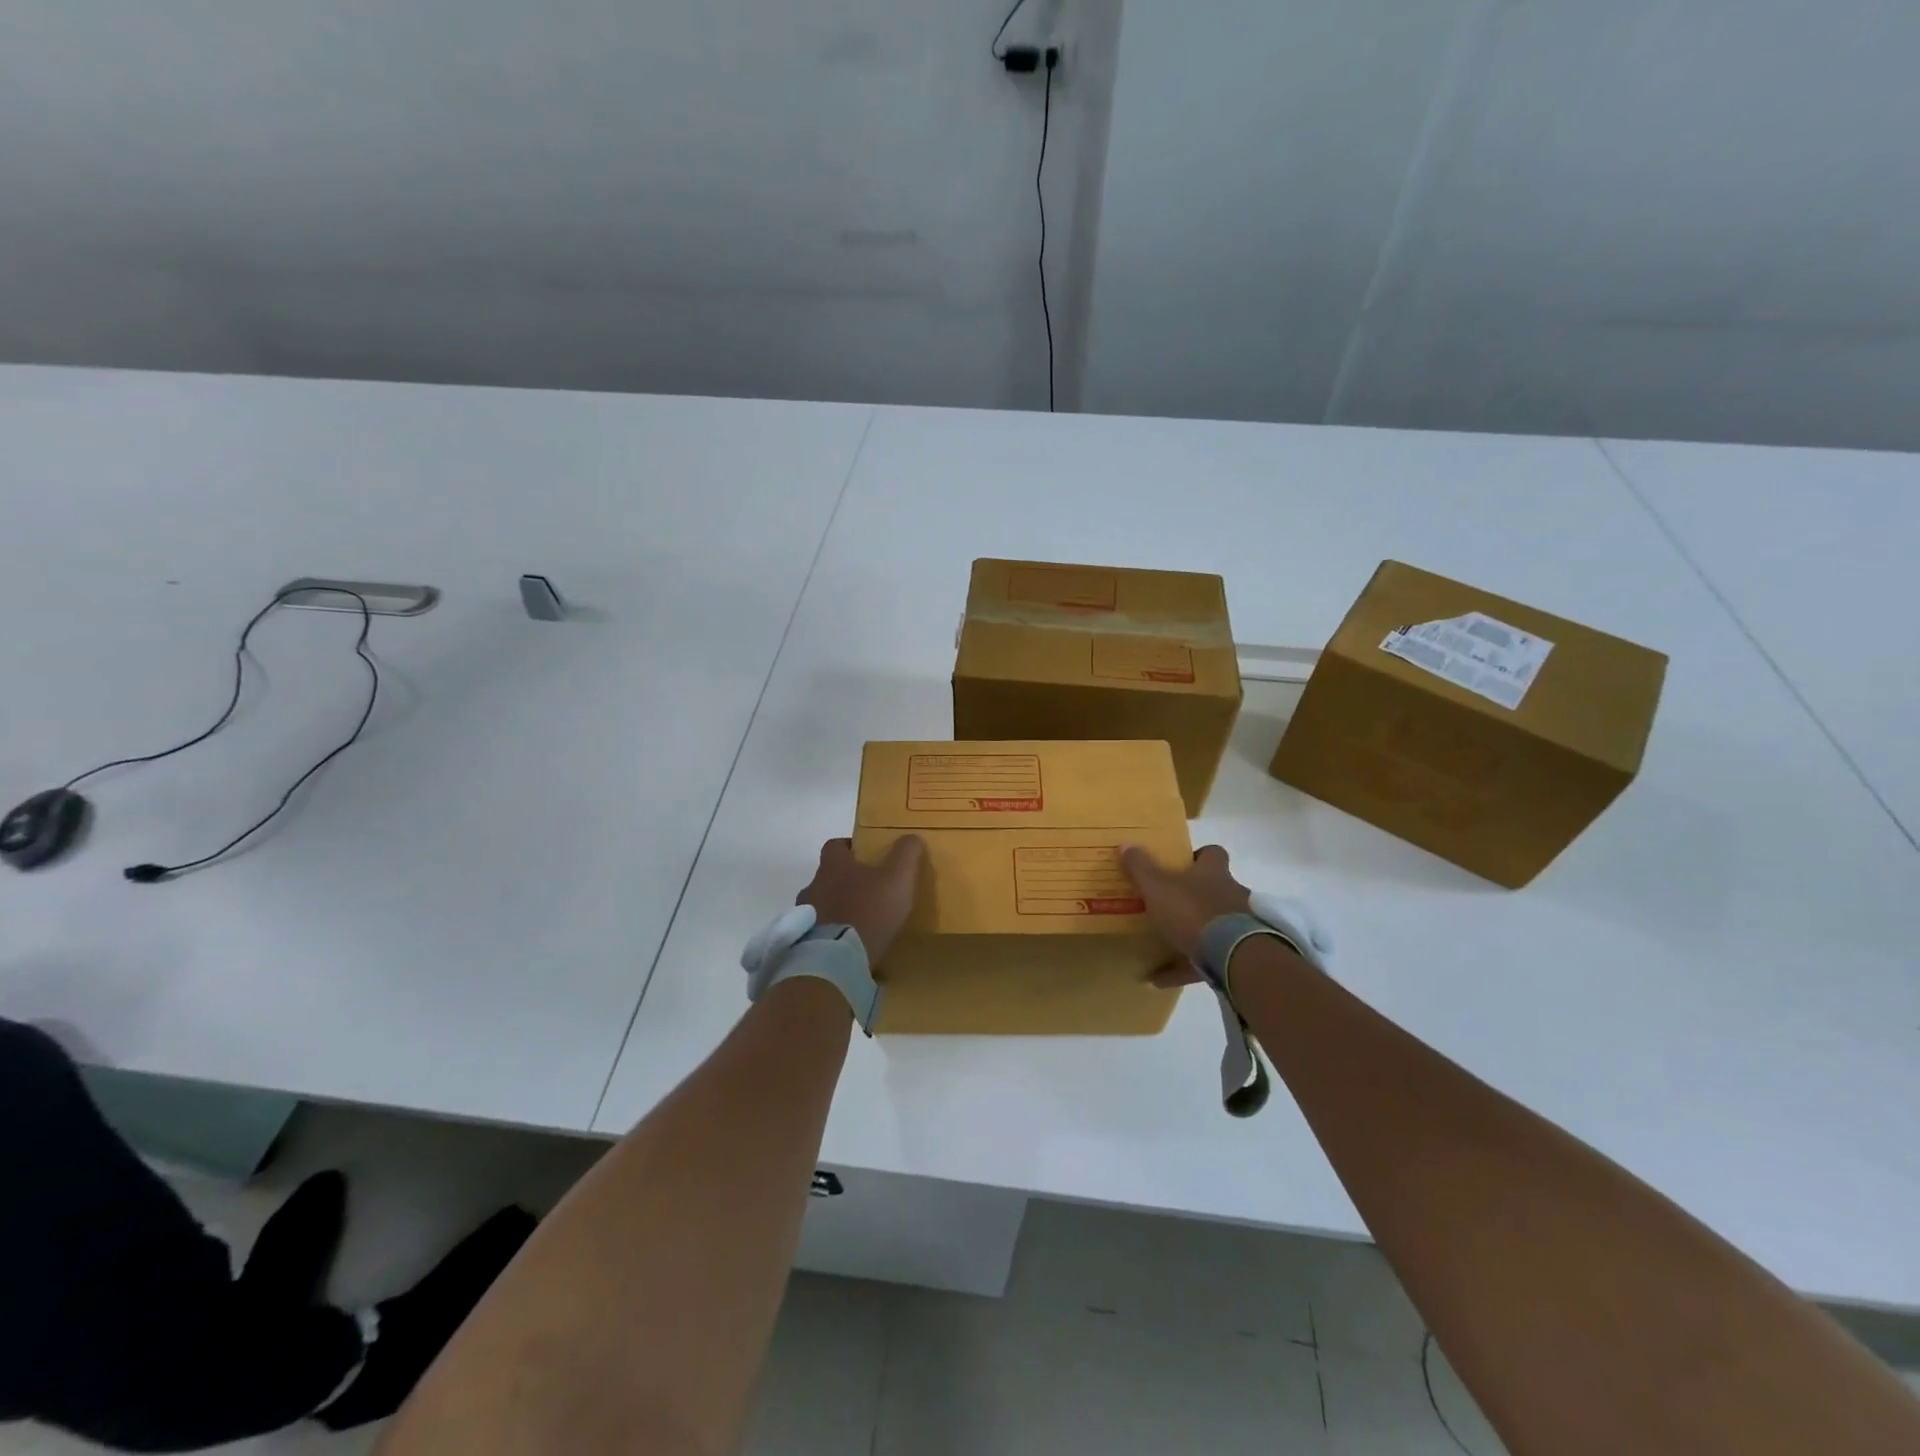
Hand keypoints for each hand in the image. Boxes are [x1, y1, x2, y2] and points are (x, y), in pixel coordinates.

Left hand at [797, 836, 925, 965]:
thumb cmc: (869, 910)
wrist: (838, 958)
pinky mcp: (804, 940)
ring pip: (821, 904)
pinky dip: (830, 932)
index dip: (849, 847)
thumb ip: (906, 854)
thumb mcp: (898, 878)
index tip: (865, 855)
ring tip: (858, 921)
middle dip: (844, 880)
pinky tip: (848, 943)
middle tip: (867, 890)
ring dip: (835, 908)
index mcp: (834, 866)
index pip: (834, 846)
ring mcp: (806, 914)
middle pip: (827, 876)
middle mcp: (814, 885)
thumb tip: (912, 837)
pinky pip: (818, 930)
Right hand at [1119, 843, 1251, 985]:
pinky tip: (1158, 978)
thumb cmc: (1192, 911)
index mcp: (1213, 873)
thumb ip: (1141, 867)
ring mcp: (1238, 926)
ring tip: (1161, 944)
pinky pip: (1207, 960)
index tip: (1179, 864)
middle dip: (1193, 896)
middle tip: (1166, 904)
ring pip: (1213, 925)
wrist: (1233, 955)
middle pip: (1214, 889)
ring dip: (1191, 934)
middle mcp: (1231, 894)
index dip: (1197, 856)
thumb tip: (1126, 843)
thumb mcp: (1157, 887)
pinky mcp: (1238, 955)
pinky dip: (1184, 967)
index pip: (1212, 854)